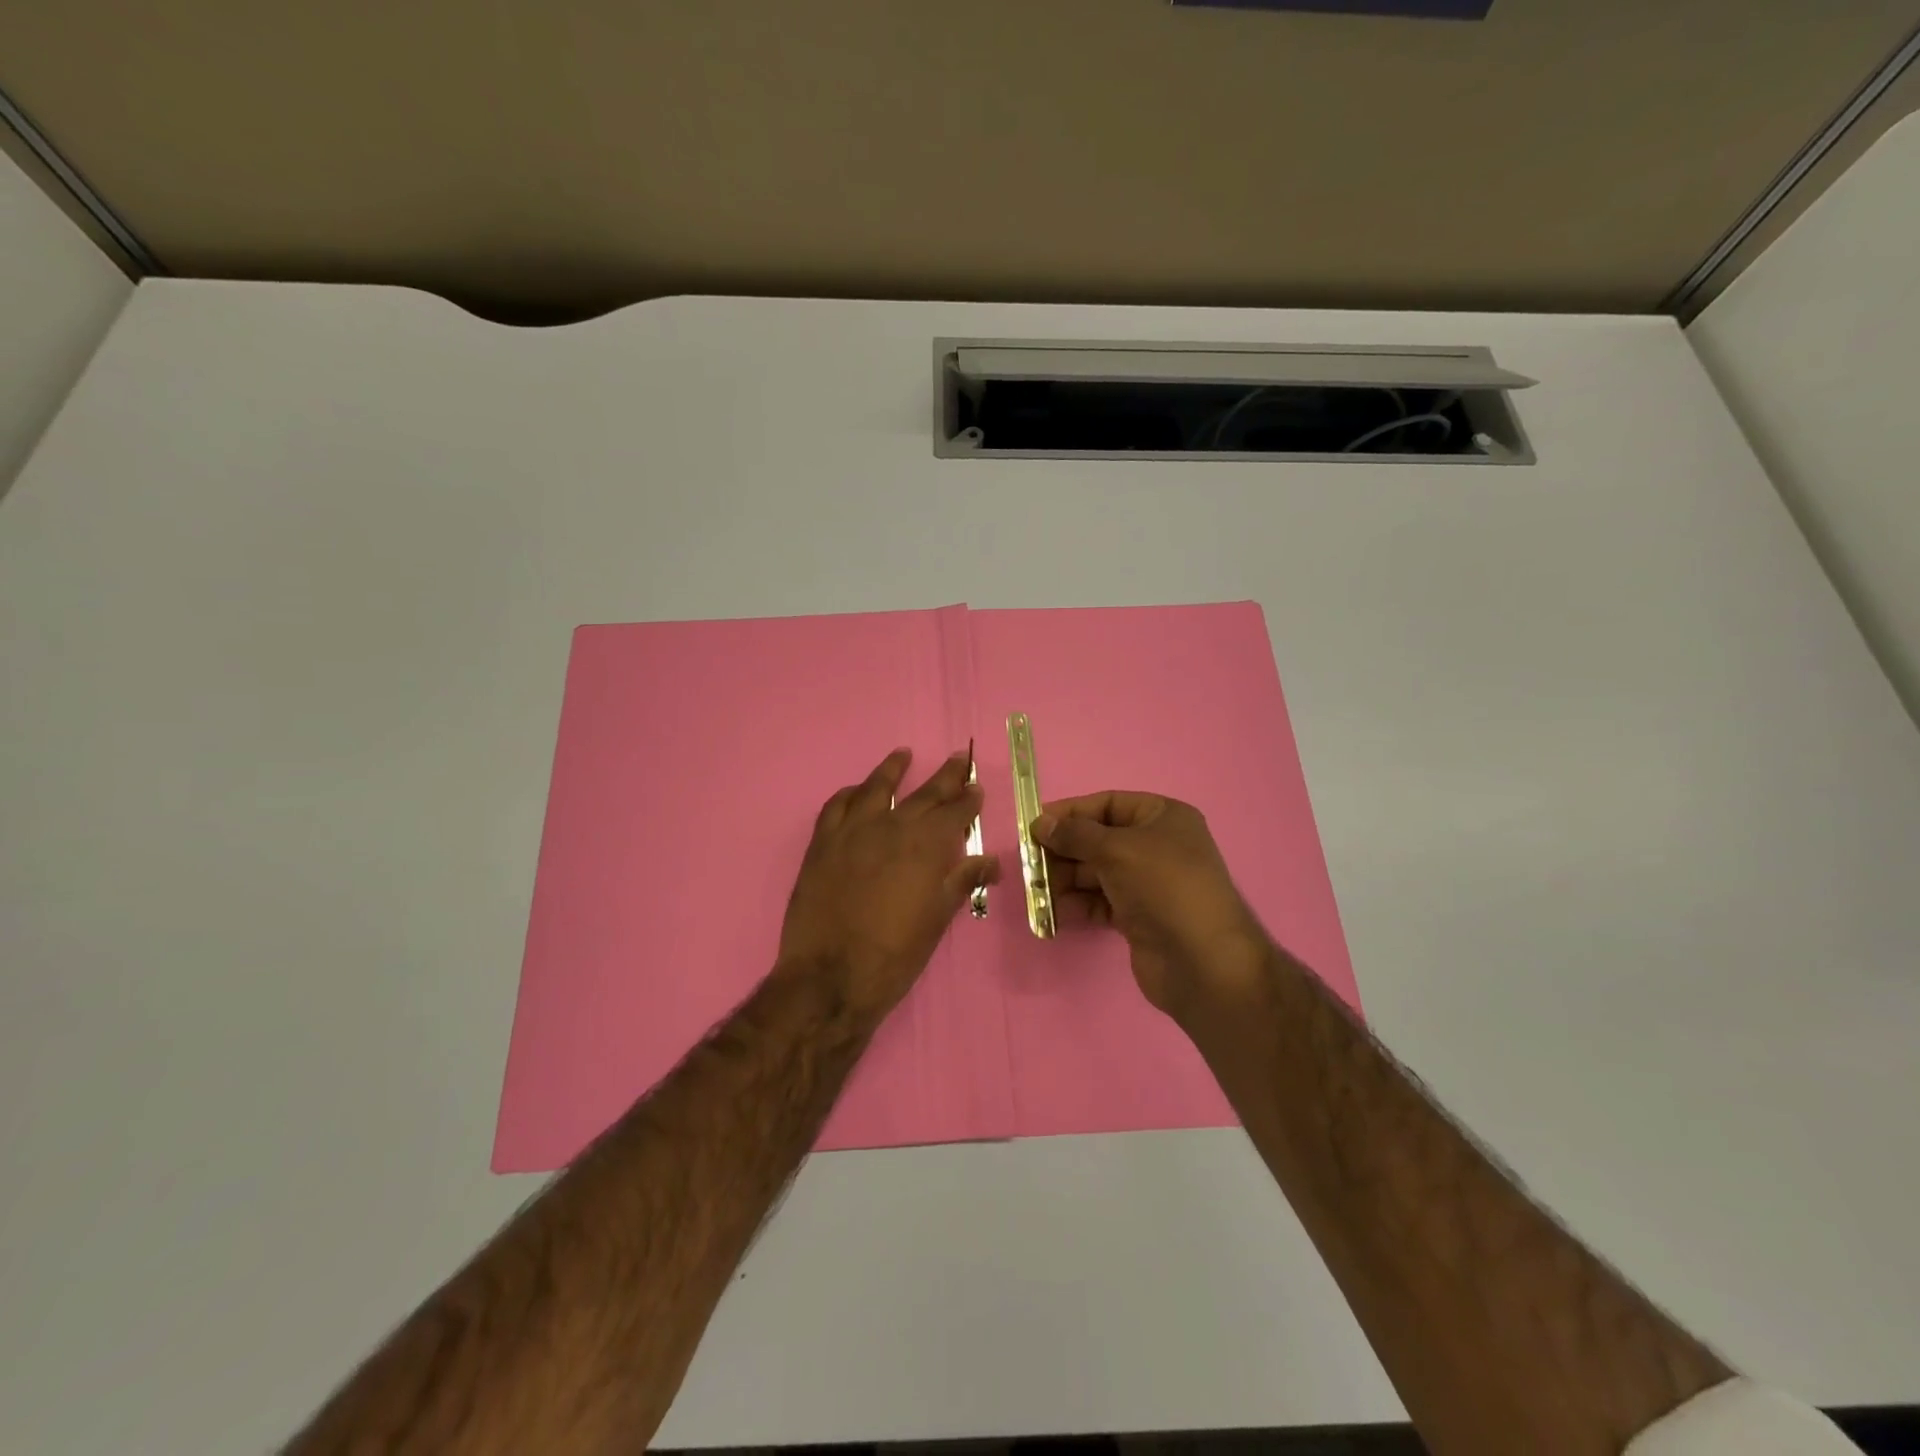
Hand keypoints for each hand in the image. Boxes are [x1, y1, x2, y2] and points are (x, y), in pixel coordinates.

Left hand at [780, 748, 999, 1017]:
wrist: (831, 976)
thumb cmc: (895, 954)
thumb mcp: (938, 918)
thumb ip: (963, 881)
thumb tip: (993, 863)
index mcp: (927, 845)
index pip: (956, 811)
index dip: (969, 799)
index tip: (976, 788)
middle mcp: (893, 826)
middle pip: (924, 792)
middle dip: (946, 775)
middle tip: (958, 758)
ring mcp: (853, 831)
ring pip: (876, 787)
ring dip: (893, 769)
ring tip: (903, 755)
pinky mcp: (822, 842)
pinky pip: (837, 805)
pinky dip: (850, 793)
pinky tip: (857, 791)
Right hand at [1033, 792, 1269, 1024]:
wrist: (1202, 962)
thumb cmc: (1163, 887)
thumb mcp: (1117, 849)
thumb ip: (1075, 834)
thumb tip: (1040, 823)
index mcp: (1163, 817)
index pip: (1108, 804)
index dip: (1071, 813)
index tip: (1034, 825)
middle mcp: (1157, 846)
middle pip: (1099, 840)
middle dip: (1064, 850)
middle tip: (1029, 863)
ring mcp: (1148, 884)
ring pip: (1096, 873)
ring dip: (1065, 880)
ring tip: (1038, 890)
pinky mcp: (1139, 917)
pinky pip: (1100, 902)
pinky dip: (1078, 905)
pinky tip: (1055, 912)